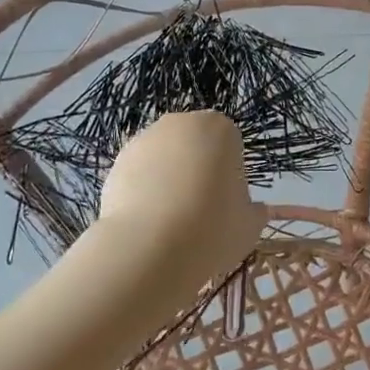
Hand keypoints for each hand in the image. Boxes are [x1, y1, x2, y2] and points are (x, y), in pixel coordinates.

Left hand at [95, 111, 261, 299]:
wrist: (150, 247)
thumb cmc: (213, 227)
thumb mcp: (250, 224)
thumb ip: (253, 210)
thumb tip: (252, 210)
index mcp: (219, 127)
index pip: (229, 143)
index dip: (229, 173)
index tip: (225, 202)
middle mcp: (180, 123)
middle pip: (193, 144)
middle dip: (196, 169)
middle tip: (199, 210)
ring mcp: (144, 139)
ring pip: (163, 157)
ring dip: (167, 179)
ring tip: (169, 221)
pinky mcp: (116, 162)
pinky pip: (138, 174)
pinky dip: (142, 191)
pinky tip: (146, 222)